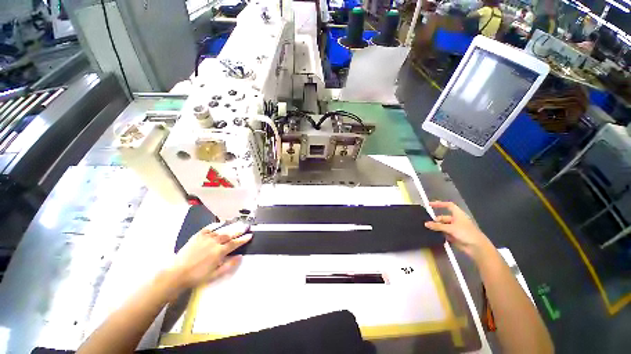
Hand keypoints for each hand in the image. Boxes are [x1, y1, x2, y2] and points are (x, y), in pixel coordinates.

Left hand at [168, 222, 251, 290]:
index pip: (235, 243)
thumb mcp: (215, 275)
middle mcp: (214, 242)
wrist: (176, 274)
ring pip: (221, 230)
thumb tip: (240, 256)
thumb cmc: (197, 276)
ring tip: (237, 223)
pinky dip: (216, 225)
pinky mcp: (197, 236)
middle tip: (246, 226)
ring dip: (230, 226)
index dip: (243, 239)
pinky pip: (209, 228)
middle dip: (239, 230)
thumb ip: (229, 265)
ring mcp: (206, 238)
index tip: (250, 235)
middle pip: (230, 234)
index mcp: (219, 252)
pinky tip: (220, 224)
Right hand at [424, 201, 493, 260]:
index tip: (429, 205)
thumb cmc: (466, 233)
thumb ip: (438, 226)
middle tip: (427, 223)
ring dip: (436, 227)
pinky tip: (432, 235)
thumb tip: (426, 224)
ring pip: (443, 226)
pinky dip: (439, 233)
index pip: (448, 205)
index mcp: (458, 214)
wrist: (476, 247)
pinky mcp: (454, 236)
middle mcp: (456, 220)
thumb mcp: (450, 228)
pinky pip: (444, 232)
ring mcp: (455, 228)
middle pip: (443, 217)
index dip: (439, 204)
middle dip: (436, 220)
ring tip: (428, 229)